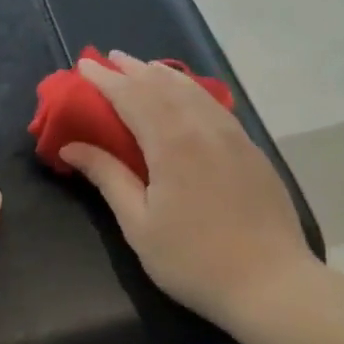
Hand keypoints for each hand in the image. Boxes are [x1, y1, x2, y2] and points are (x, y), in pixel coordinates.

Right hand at [60, 52, 316, 333]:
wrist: (271, 284)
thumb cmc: (193, 260)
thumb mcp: (139, 224)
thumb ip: (107, 177)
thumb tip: (71, 146)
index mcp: (172, 142)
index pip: (132, 96)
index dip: (105, 80)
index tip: (84, 66)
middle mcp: (203, 127)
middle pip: (163, 85)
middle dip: (133, 69)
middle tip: (109, 59)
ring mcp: (233, 136)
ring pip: (193, 91)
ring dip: (163, 75)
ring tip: (143, 68)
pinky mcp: (251, 150)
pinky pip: (214, 105)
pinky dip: (191, 91)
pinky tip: (186, 96)